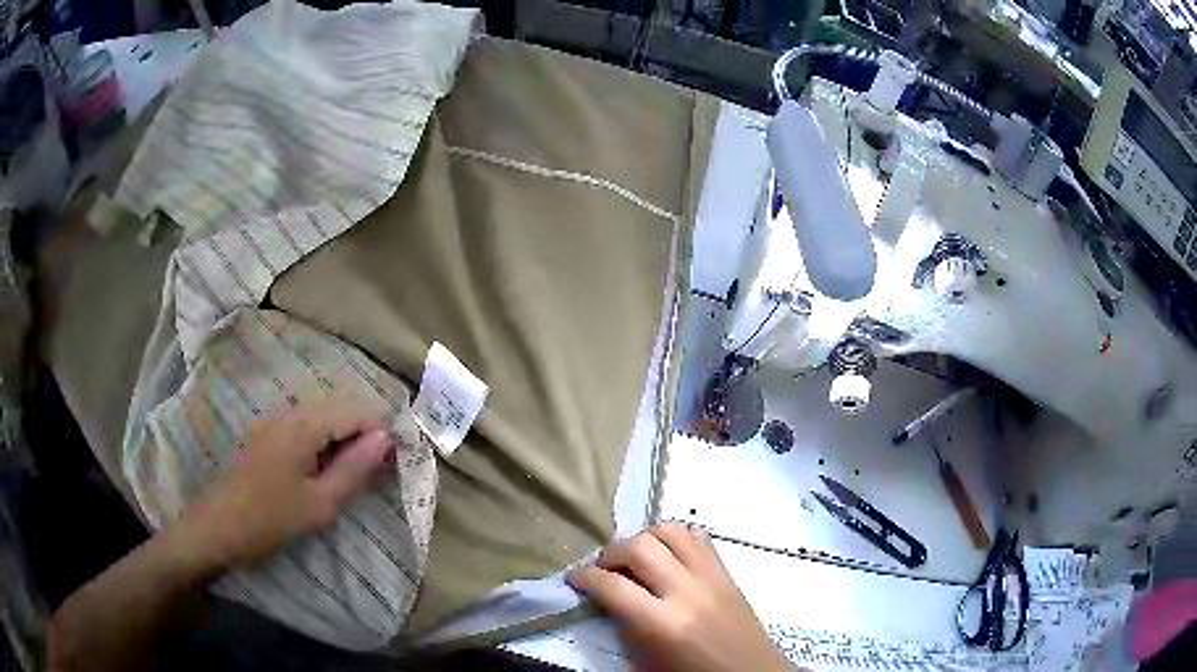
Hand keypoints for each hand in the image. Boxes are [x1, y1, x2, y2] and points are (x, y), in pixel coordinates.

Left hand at [178, 398, 395, 568]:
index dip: (382, 428)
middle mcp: (290, 412)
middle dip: (365, 430)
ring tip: (357, 469)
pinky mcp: (267, 433)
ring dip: (345, 436)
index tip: (400, 456)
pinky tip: (327, 468)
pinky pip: (306, 425)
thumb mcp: (319, 504)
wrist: (219, 526)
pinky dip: (325, 440)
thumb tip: (385, 439)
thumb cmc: (270, 518)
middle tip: (381, 466)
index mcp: (303, 426)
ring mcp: (275, 421)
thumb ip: (354, 469)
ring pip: (323, 415)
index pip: (355, 410)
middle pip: (339, 406)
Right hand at [568, 525, 792, 671]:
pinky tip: (666, 555)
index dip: (585, 578)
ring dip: (644, 539)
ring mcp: (711, 577)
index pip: (613, 586)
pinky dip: (675, 538)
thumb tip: (608, 597)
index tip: (575, 579)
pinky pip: (698, 538)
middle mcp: (687, 592)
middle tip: (604, 569)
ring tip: (635, 558)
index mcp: (663, 624)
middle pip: (640, 547)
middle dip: (612, 553)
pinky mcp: (727, 572)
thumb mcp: (647, 663)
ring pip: (670, 531)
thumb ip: (625, 626)